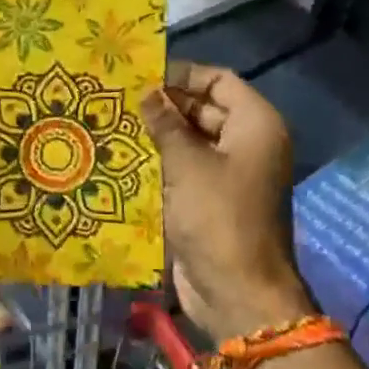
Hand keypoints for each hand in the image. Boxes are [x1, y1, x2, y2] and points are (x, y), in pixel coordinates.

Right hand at [139, 61, 310, 340]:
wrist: (238, 294)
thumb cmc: (218, 218)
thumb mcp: (187, 164)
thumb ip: (165, 124)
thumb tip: (147, 92)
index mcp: (255, 125)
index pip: (219, 80)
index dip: (182, 74)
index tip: (142, 76)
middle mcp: (247, 144)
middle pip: (204, 109)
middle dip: (164, 105)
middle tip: (119, 100)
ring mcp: (230, 174)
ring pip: (191, 141)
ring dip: (158, 135)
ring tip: (114, 125)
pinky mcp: (212, 200)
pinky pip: (186, 170)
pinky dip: (161, 163)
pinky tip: (124, 160)